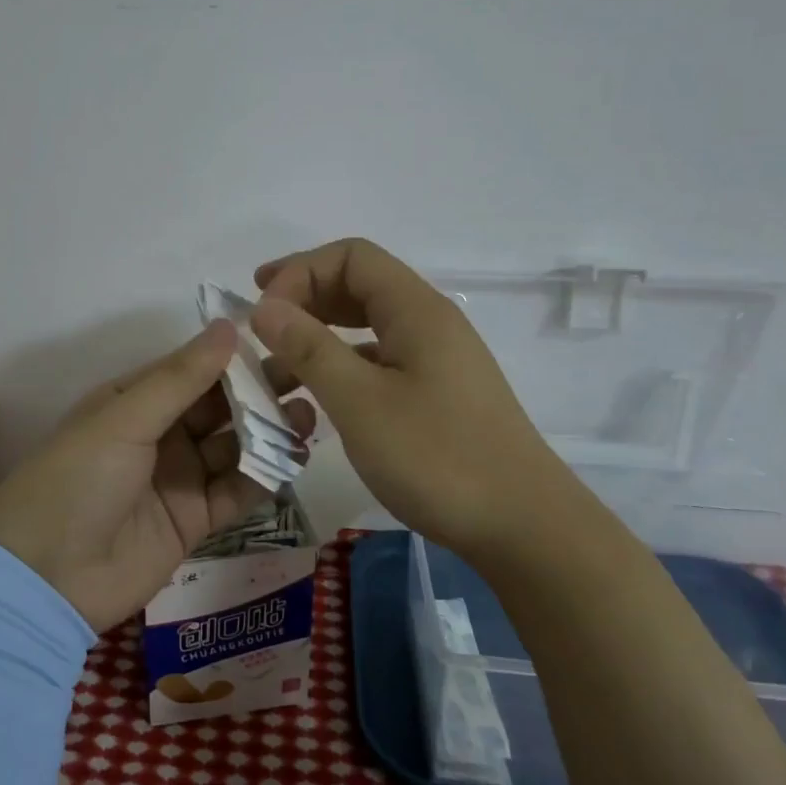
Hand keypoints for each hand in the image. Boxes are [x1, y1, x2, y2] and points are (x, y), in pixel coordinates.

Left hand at [0, 321, 317, 631]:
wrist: (45, 581)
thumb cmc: (77, 480)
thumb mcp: (124, 419)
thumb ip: (181, 378)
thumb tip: (230, 326)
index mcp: (134, 401)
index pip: (193, 370)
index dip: (233, 357)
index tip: (281, 340)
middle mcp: (159, 434)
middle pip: (218, 407)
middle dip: (260, 393)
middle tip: (308, 377)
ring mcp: (178, 478)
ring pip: (233, 446)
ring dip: (268, 432)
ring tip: (309, 416)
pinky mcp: (194, 521)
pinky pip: (235, 491)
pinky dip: (263, 477)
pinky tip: (294, 460)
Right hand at [250, 237, 564, 556]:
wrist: (525, 528)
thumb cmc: (438, 457)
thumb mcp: (360, 402)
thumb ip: (309, 348)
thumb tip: (264, 307)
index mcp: (416, 310)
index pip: (351, 257)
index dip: (300, 271)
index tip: (263, 311)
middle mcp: (429, 323)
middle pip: (359, 284)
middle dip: (305, 296)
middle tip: (260, 323)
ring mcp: (436, 360)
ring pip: (367, 326)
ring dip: (319, 335)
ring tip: (278, 367)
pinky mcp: (437, 394)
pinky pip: (379, 361)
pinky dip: (341, 367)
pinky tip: (318, 398)